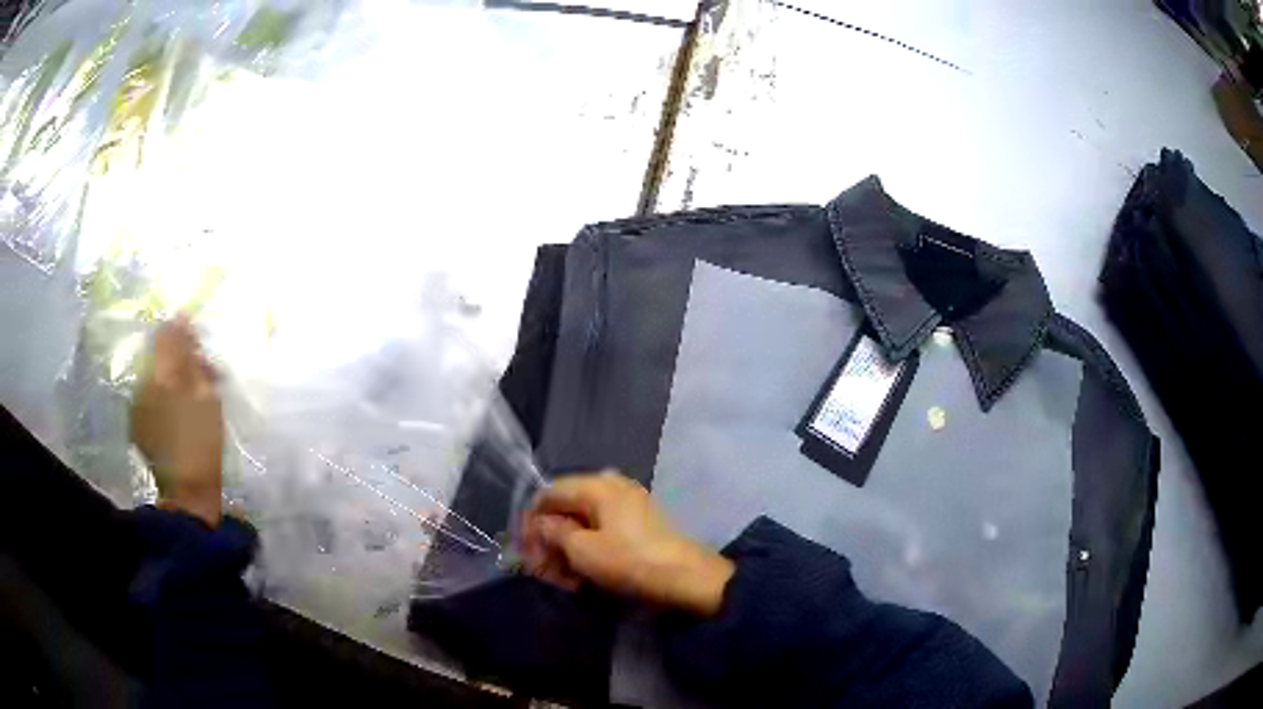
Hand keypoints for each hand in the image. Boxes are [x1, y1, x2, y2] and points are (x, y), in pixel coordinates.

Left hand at [130, 316, 223, 526]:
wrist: (188, 494)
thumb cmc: (202, 442)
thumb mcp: (204, 394)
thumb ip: (189, 355)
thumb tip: (180, 318)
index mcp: (158, 374)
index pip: (165, 334)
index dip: (183, 335)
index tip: (201, 346)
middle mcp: (141, 384)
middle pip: (159, 356)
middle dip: (180, 360)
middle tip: (203, 376)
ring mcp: (137, 407)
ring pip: (155, 378)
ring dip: (173, 380)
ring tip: (193, 399)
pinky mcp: (138, 426)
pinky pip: (151, 398)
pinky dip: (165, 399)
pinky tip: (180, 416)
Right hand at [520, 471, 734, 616]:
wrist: (689, 579)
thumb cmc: (631, 561)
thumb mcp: (583, 551)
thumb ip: (554, 533)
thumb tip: (541, 525)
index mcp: (597, 485)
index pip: (548, 493)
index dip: (530, 522)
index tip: (524, 552)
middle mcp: (612, 486)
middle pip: (565, 508)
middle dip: (548, 540)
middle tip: (542, 571)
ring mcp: (628, 504)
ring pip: (582, 522)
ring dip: (566, 549)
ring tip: (564, 579)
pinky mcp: (639, 523)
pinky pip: (601, 530)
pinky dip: (587, 550)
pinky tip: (584, 575)